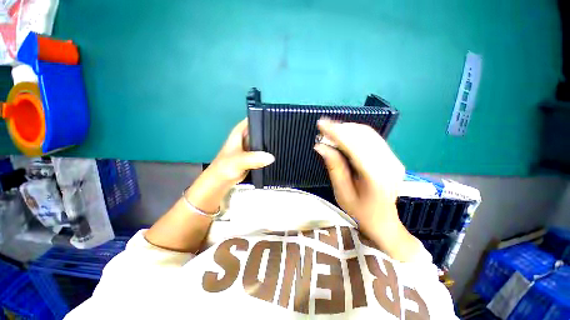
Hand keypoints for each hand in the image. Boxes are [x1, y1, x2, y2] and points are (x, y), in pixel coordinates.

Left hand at [186, 119, 274, 212]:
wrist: (222, 182)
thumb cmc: (225, 167)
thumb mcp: (238, 161)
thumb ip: (253, 159)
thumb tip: (271, 157)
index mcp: (240, 132)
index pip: (254, 118)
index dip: (265, 116)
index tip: (278, 118)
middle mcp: (246, 137)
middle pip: (261, 129)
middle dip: (271, 130)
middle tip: (284, 132)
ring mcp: (250, 146)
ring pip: (263, 140)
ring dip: (271, 142)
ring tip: (283, 141)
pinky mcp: (253, 156)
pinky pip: (263, 150)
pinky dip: (269, 152)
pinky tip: (278, 152)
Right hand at [314, 119, 415, 259]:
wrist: (383, 220)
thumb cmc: (360, 211)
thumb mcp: (342, 193)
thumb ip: (334, 167)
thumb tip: (320, 146)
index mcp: (376, 176)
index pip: (354, 146)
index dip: (337, 132)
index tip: (321, 124)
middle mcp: (389, 164)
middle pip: (363, 136)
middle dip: (341, 128)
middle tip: (323, 127)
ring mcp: (394, 159)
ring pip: (369, 134)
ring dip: (348, 128)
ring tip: (332, 129)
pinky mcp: (392, 157)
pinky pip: (373, 138)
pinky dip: (357, 132)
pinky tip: (345, 134)